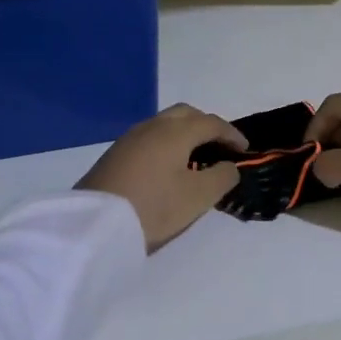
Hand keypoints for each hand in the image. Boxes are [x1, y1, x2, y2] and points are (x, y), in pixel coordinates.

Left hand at [77, 104, 246, 250]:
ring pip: (165, 124)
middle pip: (186, 114)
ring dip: (185, 134)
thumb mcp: (198, 197)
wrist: (95, 225)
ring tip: (196, 158)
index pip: (211, 123)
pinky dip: (167, 144)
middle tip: (220, 148)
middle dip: (207, 126)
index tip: (245, 150)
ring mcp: (130, 138)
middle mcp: (152, 126)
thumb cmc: (154, 207)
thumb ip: (221, 177)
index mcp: (175, 131)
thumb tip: (229, 165)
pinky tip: (169, 167)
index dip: (232, 134)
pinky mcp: (115, 154)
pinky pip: (150, 138)